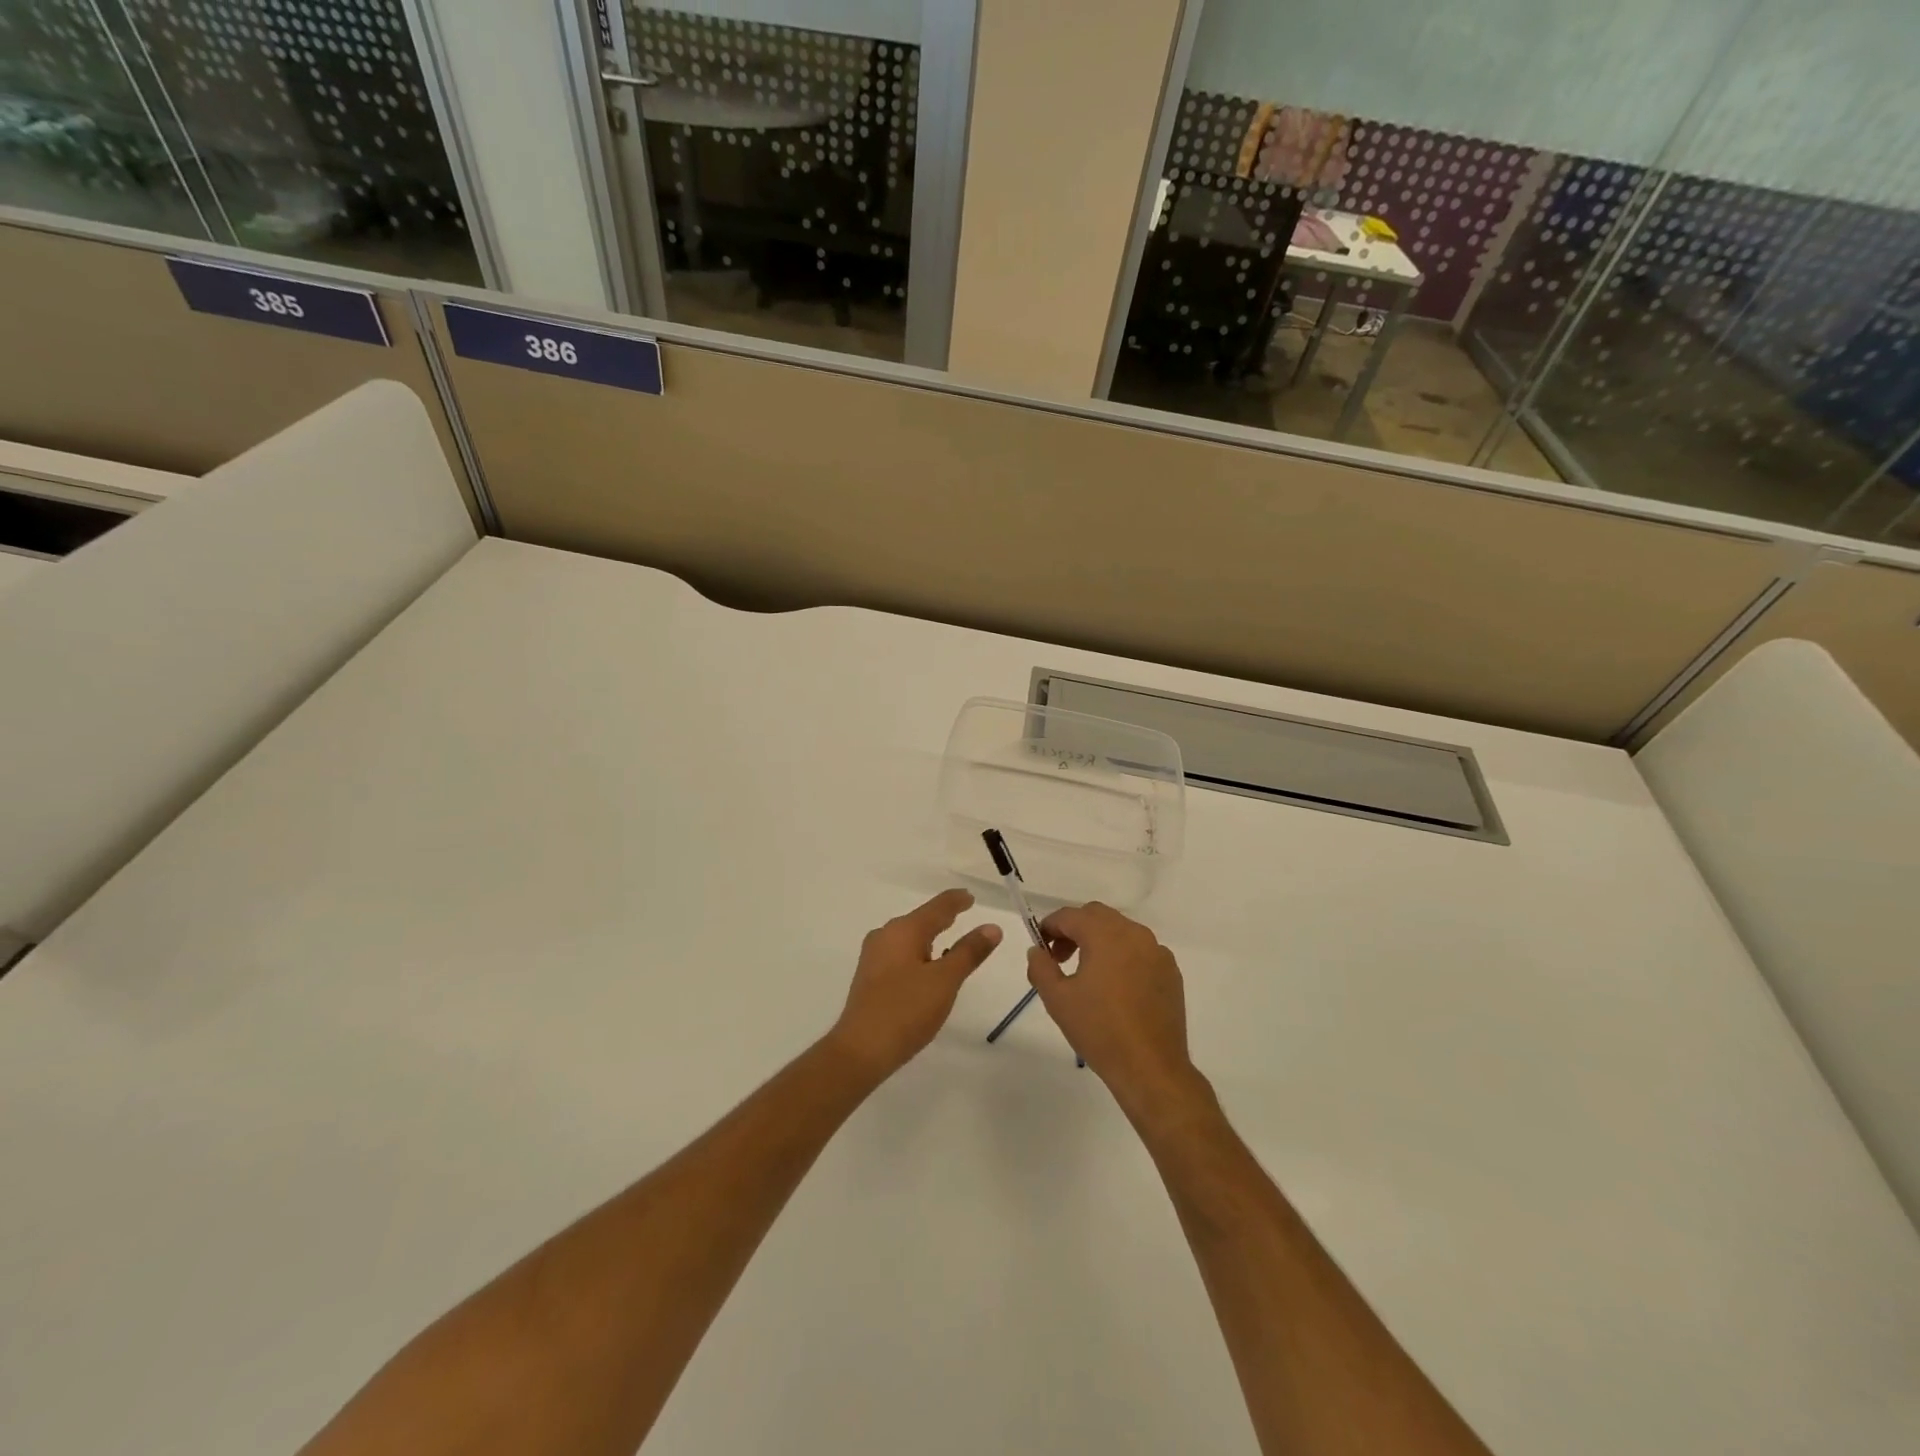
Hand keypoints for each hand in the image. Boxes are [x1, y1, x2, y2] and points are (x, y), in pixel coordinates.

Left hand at [828, 889, 1002, 1079]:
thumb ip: (969, 952)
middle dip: (942, 916)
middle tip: (963, 913)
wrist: (860, 1050)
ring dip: (930, 936)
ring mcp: (874, 957)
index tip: (970, 896)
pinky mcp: (870, 977)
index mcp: (904, 930)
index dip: (956, 901)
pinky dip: (919, 952)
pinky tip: (926, 966)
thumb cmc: (906, 1010)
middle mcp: (885, 936)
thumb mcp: (945, 981)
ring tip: (949, 938)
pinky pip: (900, 953)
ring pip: (909, 937)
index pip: (937, 907)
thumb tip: (992, 927)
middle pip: (920, 919)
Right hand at [1025, 903, 1205, 1121]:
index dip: (1050, 926)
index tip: (1041, 947)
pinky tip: (1116, 988)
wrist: (1151, 1067)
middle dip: (1074, 930)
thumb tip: (1037, 950)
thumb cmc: (1100, 1030)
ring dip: (1099, 941)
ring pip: (1121, 931)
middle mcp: (1134, 933)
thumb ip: (1040, 967)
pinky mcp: (1171, 972)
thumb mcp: (1057, 999)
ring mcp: (1157, 951)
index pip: (1070, 916)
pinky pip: (1140, 951)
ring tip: (1087, 974)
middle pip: (1097, 916)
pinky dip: (1122, 956)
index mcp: (1105, 934)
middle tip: (1060, 958)